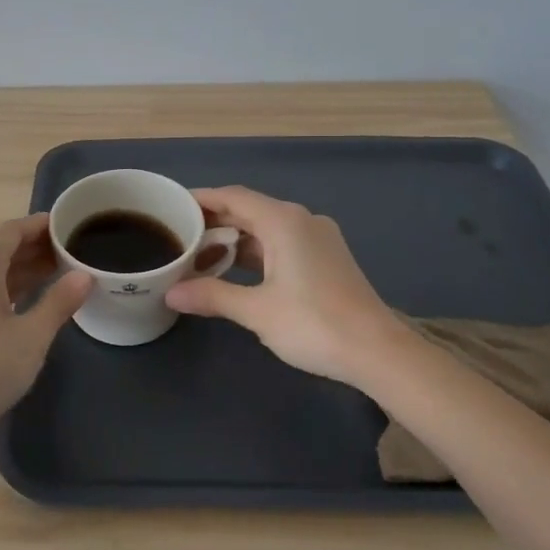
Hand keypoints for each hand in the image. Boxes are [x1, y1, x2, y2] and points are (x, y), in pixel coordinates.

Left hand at [0, 215, 91, 456]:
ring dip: (26, 271)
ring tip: (63, 274)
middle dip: (38, 248)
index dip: (43, 225)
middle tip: (75, 251)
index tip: (72, 225)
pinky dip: (11, 291)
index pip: (14, 229)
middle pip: (3, 249)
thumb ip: (60, 301)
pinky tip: (34, 304)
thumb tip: (85, 275)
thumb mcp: (32, 334)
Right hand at [164, 186, 412, 388]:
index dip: (201, 199)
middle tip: (178, 234)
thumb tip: (171, 294)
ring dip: (234, 239)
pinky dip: (255, 251)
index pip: (233, 197)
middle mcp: (302, 220)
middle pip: (249, 210)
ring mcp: (318, 238)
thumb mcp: (257, 311)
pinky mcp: (326, 257)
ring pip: (266, 228)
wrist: (378, 352)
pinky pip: (281, 243)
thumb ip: (212, 296)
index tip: (172, 206)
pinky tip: (235, 270)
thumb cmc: (314, 324)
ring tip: (199, 254)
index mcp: (284, 221)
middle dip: (214, 221)